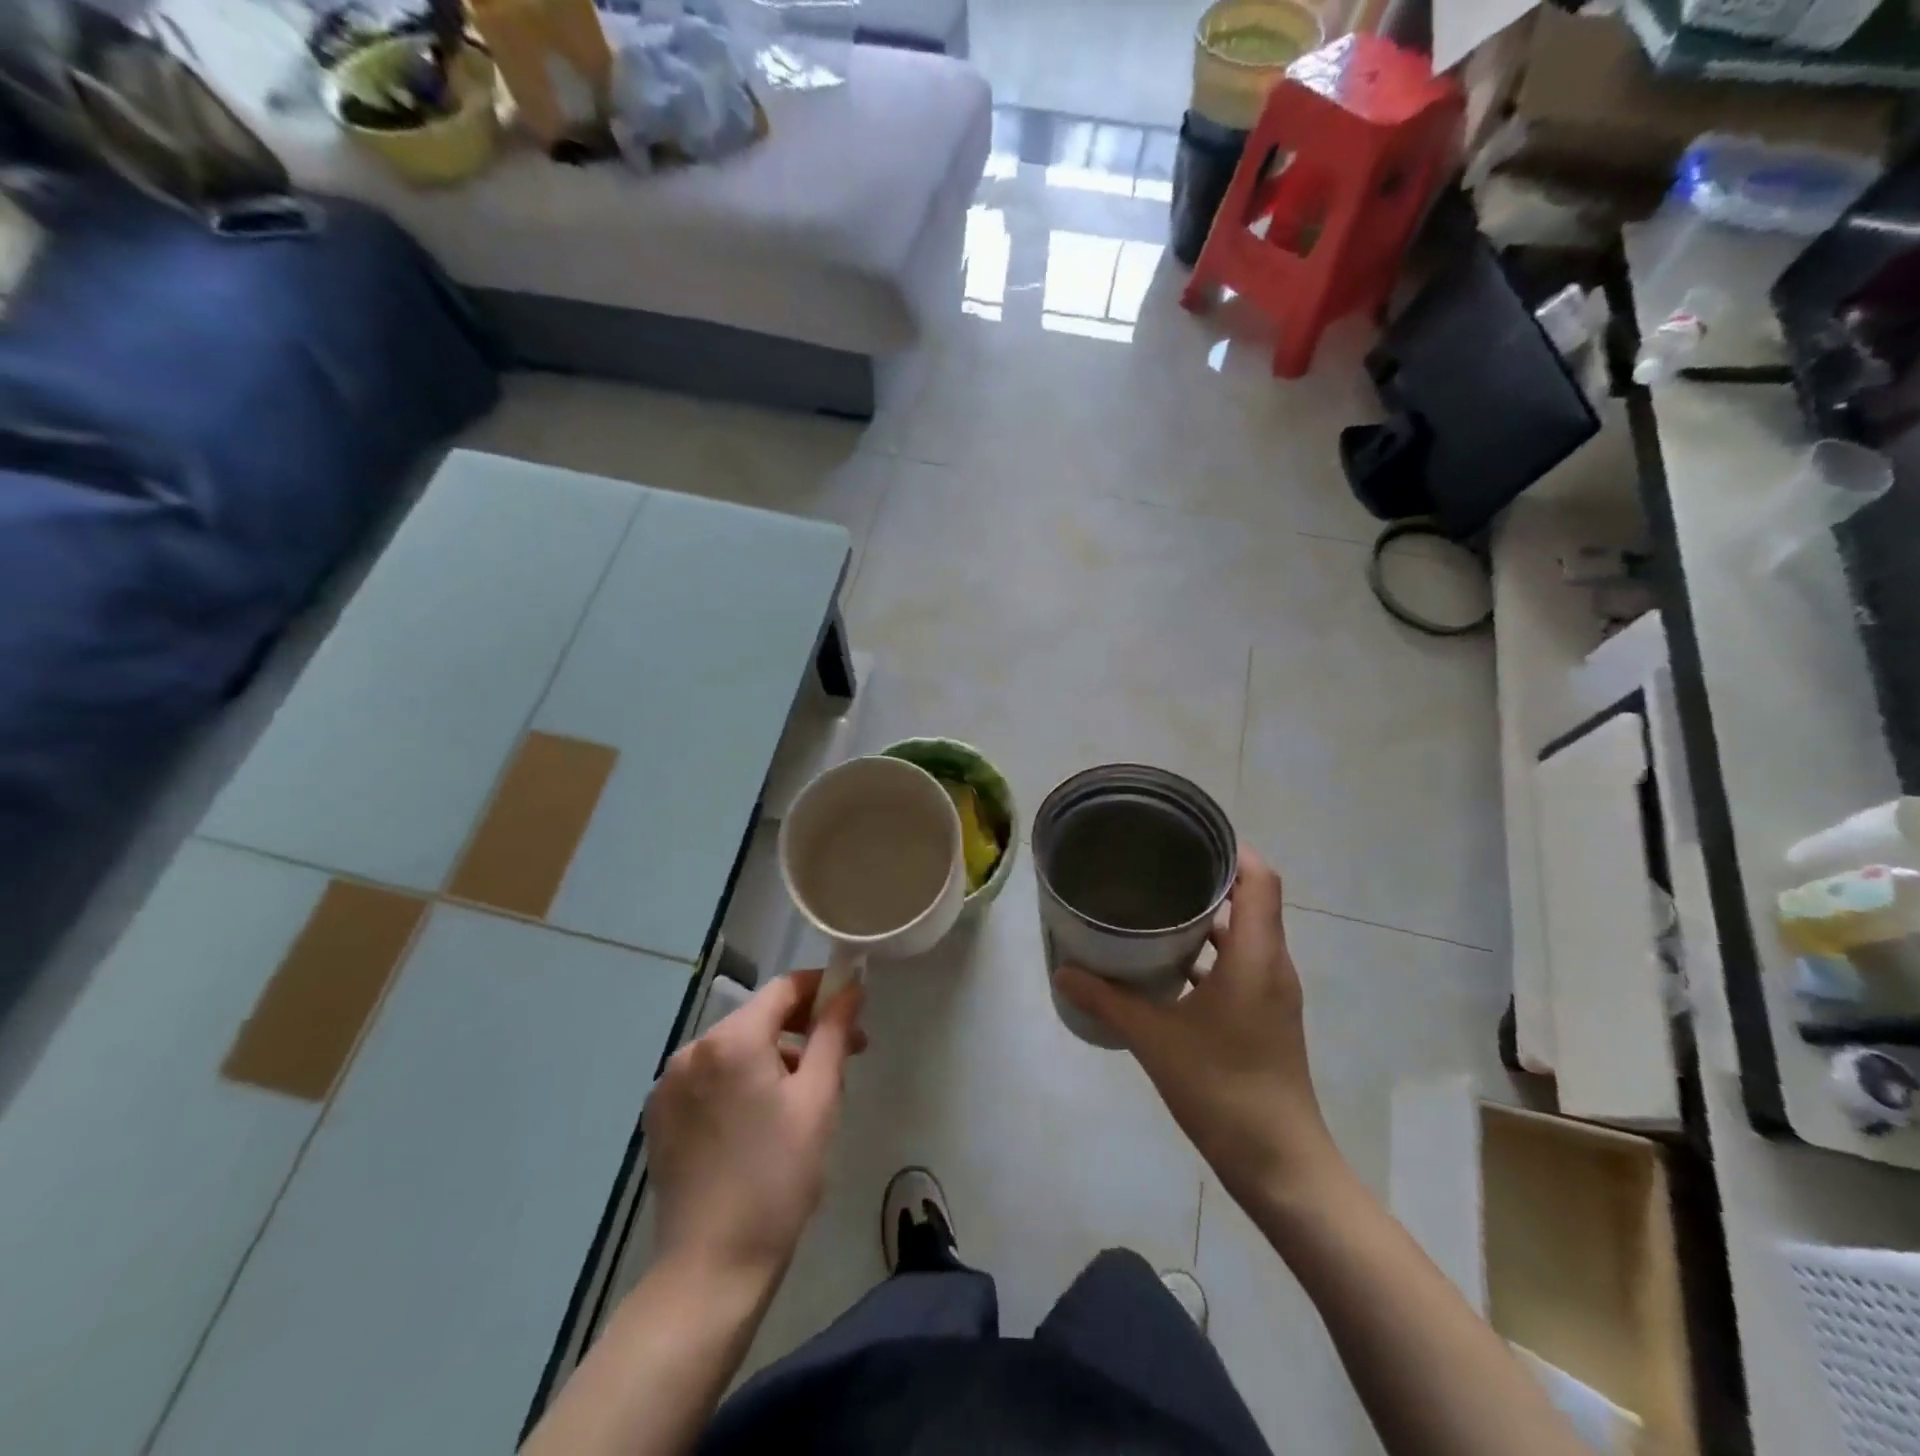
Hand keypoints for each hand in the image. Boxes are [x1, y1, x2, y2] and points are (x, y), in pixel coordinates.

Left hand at [645, 971, 865, 1288]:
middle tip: (843, 1057)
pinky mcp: (659, 1115)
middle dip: (802, 1029)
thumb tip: (851, 987)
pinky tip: (761, 1120)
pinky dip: (741, 1081)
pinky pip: (710, 1077)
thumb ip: (834, 1033)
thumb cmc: (778, 1178)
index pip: (783, 988)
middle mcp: (692, 1049)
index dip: (821, 990)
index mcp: (731, 1040)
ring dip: (773, 1057)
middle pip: (758, 1017)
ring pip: (734, 1048)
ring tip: (805, 1096)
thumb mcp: (819, 1099)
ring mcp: (669, 1083)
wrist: (711, 1269)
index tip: (852, 1009)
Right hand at [1055, 846, 1341, 1212]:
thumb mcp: (1155, 1040)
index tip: (1187, 835)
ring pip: (1244, 934)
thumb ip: (1108, 1000)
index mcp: (1256, 956)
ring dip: (1207, 918)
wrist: (1281, 1165)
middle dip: (1207, 877)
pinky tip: (1167, 964)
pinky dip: (1210, 952)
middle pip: (1250, 900)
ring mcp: (1272, 992)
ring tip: (1155, 905)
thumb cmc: (1223, 1089)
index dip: (1230, 848)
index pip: (1259, 879)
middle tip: (1156, 865)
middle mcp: (1272, 964)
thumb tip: (1064, 972)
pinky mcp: (1265, 1015)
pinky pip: (1240, 963)